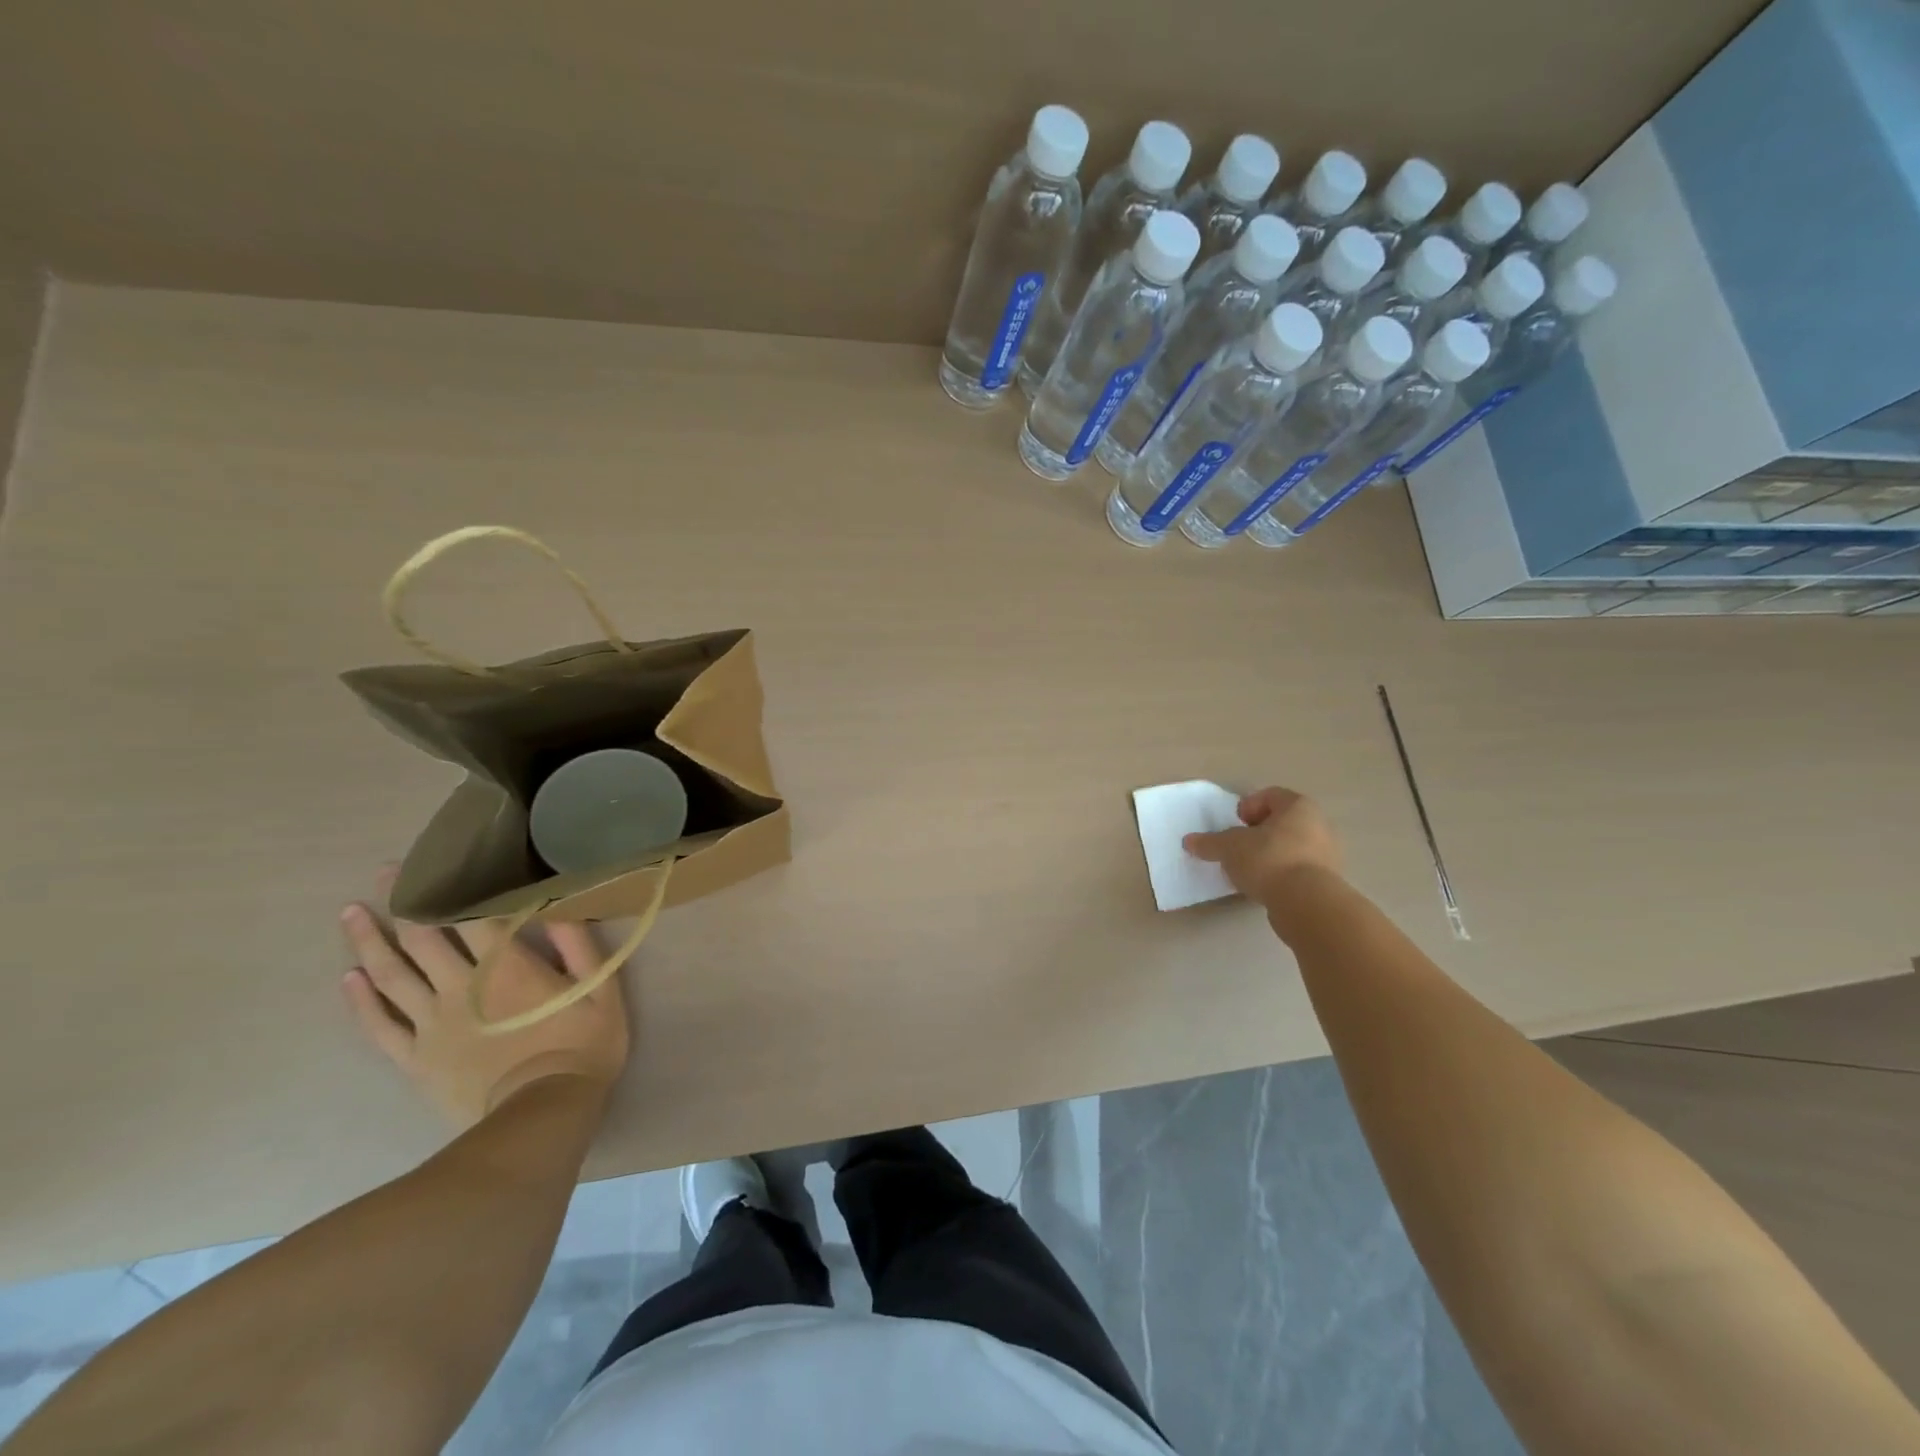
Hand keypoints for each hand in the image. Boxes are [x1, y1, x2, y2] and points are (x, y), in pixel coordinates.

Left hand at [340, 873, 630, 1126]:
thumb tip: (557, 908)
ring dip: (369, 943)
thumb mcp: (601, 989)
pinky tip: (348, 979)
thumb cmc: (581, 1047)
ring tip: (350, 915)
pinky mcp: (416, 1058)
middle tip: (382, 875)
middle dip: (401, 903)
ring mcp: (431, 1024)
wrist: (541, 1114)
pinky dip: (361, 1001)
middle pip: (422, 938)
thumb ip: (579, 946)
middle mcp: (460, 987)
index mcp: (506, 966)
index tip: (424, 863)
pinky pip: (380, 1026)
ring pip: (391, 976)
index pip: (468, 917)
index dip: (445, 887)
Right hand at [1183, 786, 1342, 908]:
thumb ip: (1209, 842)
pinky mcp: (1327, 881)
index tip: (1234, 824)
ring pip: (1291, 846)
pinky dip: (1280, 874)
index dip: (1248, 806)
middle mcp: (1318, 824)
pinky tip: (1264, 886)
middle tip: (1238, 845)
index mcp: (1298, 806)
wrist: (1306, 903)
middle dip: (1258, 832)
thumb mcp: (1229, 847)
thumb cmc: (1268, 859)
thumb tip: (1189, 841)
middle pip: (1282, 821)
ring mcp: (1327, 854)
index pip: (1270, 795)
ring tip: (1248, 870)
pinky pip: (1298, 870)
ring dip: (1269, 854)